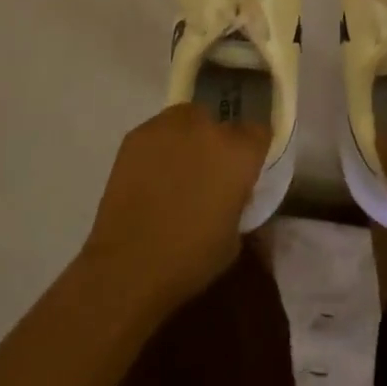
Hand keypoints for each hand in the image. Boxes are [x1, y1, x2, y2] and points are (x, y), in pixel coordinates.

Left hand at [79, 103, 269, 312]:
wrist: (127, 266)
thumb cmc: (190, 259)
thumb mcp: (234, 237)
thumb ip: (239, 201)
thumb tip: (234, 192)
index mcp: (238, 152)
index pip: (259, 132)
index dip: (253, 151)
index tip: (246, 169)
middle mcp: (207, 128)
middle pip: (221, 123)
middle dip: (219, 144)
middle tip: (209, 173)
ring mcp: (169, 126)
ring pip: (188, 119)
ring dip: (189, 137)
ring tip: (178, 168)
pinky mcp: (138, 134)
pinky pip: (158, 132)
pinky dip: (160, 147)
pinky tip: (151, 175)